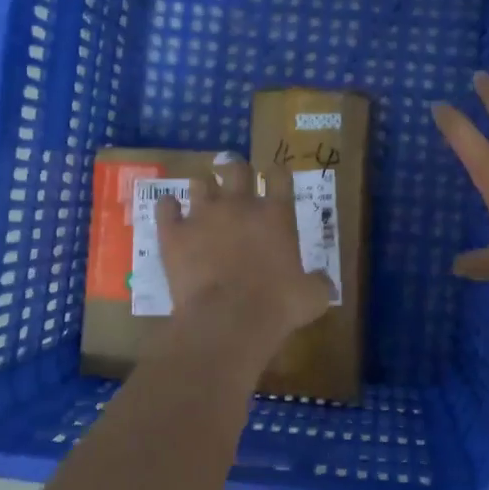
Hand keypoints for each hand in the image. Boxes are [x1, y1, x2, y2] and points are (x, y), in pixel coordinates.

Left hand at [156, 154, 333, 349]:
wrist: (227, 321)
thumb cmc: (277, 306)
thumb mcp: (312, 297)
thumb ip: (319, 283)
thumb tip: (323, 281)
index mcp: (276, 214)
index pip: (279, 176)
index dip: (277, 173)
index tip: (275, 177)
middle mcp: (239, 205)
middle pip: (236, 168)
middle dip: (236, 170)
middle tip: (235, 180)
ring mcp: (202, 215)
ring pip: (199, 182)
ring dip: (203, 187)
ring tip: (203, 197)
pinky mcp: (173, 233)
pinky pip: (165, 206)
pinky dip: (168, 207)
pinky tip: (171, 212)